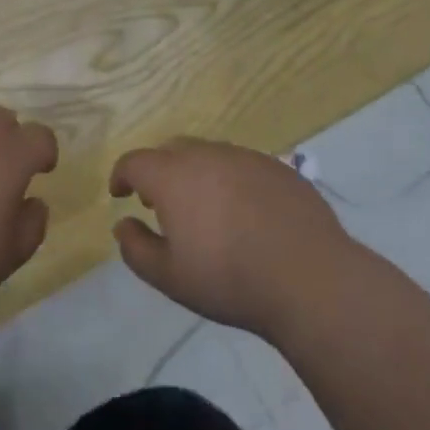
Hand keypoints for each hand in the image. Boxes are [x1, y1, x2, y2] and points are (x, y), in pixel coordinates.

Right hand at [110, 139, 356, 337]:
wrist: (308, 276)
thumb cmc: (229, 279)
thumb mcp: (170, 277)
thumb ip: (136, 248)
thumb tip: (123, 224)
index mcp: (174, 176)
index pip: (135, 161)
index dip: (122, 175)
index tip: (120, 194)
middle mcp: (207, 155)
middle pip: (172, 150)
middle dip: (159, 171)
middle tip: (159, 202)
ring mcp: (246, 156)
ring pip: (209, 154)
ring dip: (196, 173)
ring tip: (203, 208)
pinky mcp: (278, 166)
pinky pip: (241, 164)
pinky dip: (230, 180)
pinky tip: (244, 212)